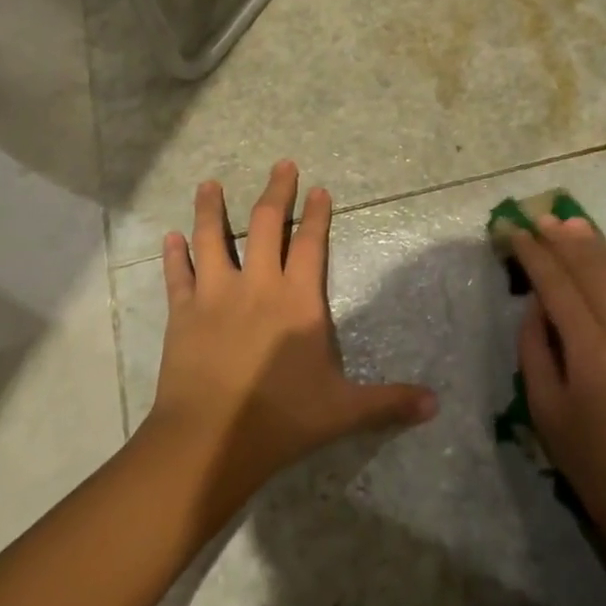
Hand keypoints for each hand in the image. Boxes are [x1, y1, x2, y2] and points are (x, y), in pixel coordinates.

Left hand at [148, 162, 436, 504]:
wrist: (209, 440)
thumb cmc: (281, 419)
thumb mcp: (343, 411)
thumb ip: (389, 402)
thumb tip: (436, 404)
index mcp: (297, 300)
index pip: (310, 244)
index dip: (316, 214)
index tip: (318, 188)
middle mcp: (257, 285)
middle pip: (264, 224)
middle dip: (275, 191)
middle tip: (281, 165)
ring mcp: (215, 295)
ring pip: (212, 238)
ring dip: (211, 209)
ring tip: (208, 183)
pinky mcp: (182, 313)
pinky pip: (177, 276)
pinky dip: (173, 255)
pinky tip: (169, 237)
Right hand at [510, 217, 605, 563]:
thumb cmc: (595, 466)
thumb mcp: (545, 411)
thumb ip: (535, 348)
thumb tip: (538, 304)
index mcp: (592, 352)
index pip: (557, 284)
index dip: (534, 254)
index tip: (515, 233)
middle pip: (593, 267)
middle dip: (563, 239)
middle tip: (540, 219)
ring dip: (597, 246)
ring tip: (573, 227)